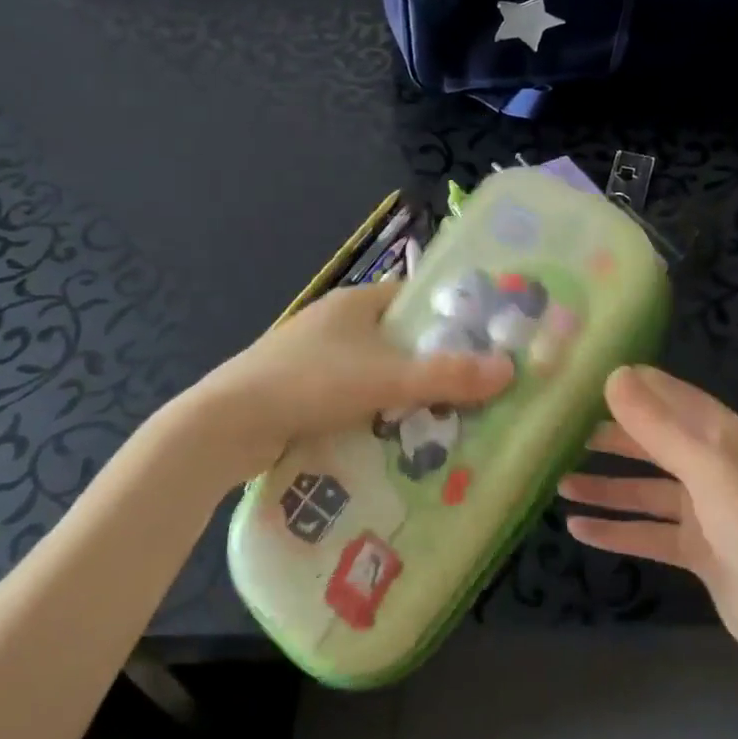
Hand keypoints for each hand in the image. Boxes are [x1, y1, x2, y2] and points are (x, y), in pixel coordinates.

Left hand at [195, 280, 512, 473]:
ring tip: (444, 421)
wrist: (227, 425)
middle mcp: (336, 322)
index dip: (450, 318)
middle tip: (472, 392)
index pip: (415, 299)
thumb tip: (510, 369)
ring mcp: (315, 357)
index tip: (484, 344)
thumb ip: (447, 376)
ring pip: (376, 371)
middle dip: (431, 364)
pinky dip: (374, 413)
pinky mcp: (302, 391)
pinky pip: (353, 397)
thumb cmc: (310, 383)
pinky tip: (395, 439)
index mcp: (356, 302)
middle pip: (399, 339)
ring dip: (403, 394)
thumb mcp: (386, 379)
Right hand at [561, 366, 737, 694]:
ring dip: (606, 487)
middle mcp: (713, 466)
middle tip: (559, 434)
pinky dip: (617, 530)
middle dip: (610, 438)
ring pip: (645, 490)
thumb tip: (614, 374)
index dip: (628, 385)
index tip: (579, 380)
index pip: (668, 396)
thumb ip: (658, 425)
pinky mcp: (698, 552)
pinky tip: (578, 530)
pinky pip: (648, 533)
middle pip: (652, 442)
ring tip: (559, 484)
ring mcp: (706, 511)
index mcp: (722, 435)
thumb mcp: (707, 469)